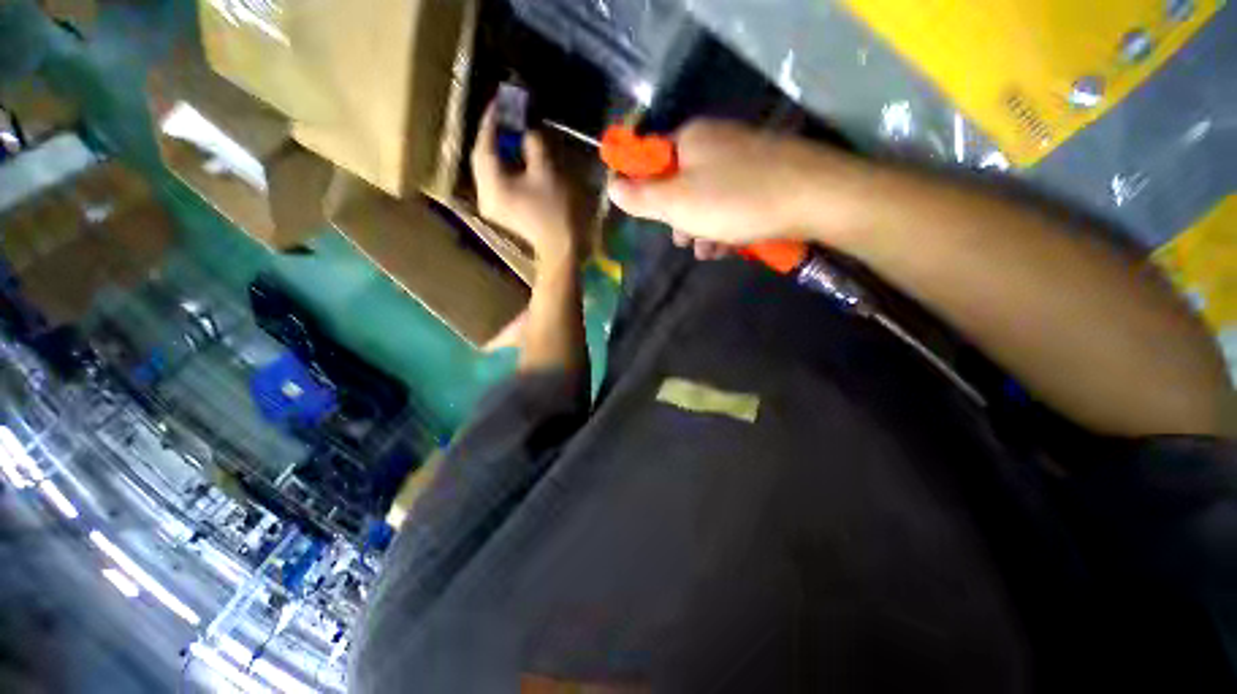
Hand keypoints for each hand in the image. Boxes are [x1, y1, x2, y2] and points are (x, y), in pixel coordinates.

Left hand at [471, 100, 576, 261]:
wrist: (560, 248)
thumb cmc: (555, 211)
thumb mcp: (546, 172)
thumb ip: (533, 144)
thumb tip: (526, 132)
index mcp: (492, 184)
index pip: (484, 144)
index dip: (491, 119)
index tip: (500, 99)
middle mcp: (484, 194)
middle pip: (482, 156)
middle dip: (492, 133)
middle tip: (506, 115)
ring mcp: (491, 205)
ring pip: (488, 169)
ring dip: (497, 149)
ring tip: (510, 132)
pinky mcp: (501, 211)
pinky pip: (495, 180)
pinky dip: (502, 166)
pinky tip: (513, 157)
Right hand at [607, 120, 870, 246]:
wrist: (815, 198)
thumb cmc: (735, 201)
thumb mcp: (677, 203)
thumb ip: (642, 197)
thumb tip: (612, 186)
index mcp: (692, 139)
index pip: (653, 161)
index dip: (648, 192)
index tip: (653, 218)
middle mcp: (717, 142)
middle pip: (682, 184)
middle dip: (679, 219)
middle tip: (684, 242)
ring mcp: (744, 159)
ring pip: (709, 198)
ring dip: (703, 228)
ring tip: (710, 252)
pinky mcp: (766, 177)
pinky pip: (734, 202)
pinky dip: (727, 224)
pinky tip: (731, 246)